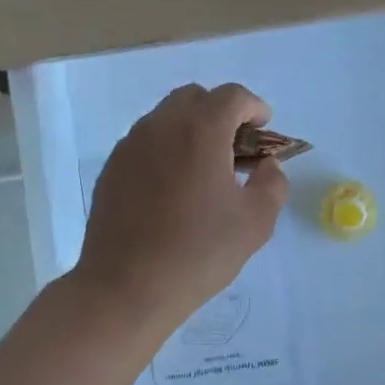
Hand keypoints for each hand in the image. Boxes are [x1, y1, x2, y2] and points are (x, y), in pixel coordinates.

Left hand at [75, 83, 289, 331]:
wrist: (126, 288)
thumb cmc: (199, 252)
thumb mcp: (256, 222)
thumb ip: (272, 183)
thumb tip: (266, 166)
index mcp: (200, 131)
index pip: (232, 96)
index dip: (254, 108)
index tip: (263, 130)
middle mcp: (161, 126)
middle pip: (195, 98)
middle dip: (221, 112)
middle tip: (235, 148)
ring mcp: (130, 146)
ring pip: (166, 118)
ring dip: (191, 129)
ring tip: (205, 170)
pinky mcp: (112, 169)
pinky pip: (145, 142)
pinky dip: (166, 149)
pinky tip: (174, 189)